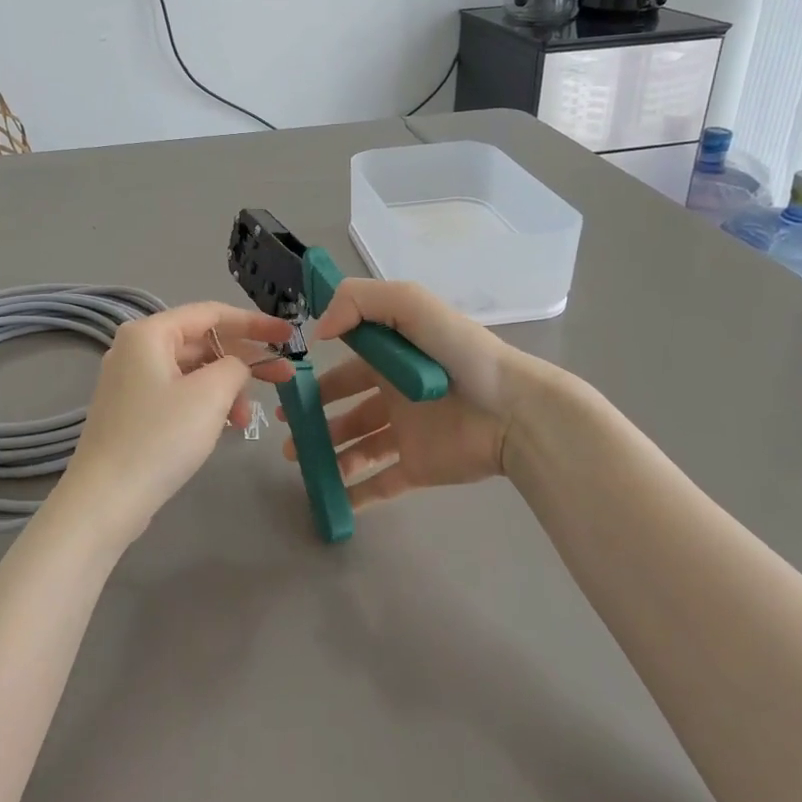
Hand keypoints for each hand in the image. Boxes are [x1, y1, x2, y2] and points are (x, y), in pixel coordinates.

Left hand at [52, 301, 295, 549]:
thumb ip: (235, 366)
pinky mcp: (133, 411)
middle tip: (284, 376)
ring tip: (247, 420)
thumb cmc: (160, 438)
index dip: (255, 322)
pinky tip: (224, 427)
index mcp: (149, 333)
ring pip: (193, 371)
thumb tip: (236, 367)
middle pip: (203, 342)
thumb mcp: (210, 394)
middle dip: (245, 359)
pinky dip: (206, 404)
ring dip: (226, 389)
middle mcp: (136, 349)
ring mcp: (131, 381)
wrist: (106, 500)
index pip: (212, 313)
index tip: (289, 335)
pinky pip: (179, 393)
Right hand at [280, 279, 522, 509]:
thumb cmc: (459, 354)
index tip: (289, 394)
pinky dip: (358, 494)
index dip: (317, 381)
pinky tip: (333, 499)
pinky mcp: (419, 467)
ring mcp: (407, 434)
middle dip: (316, 422)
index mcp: (393, 359)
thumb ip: (360, 302)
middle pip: (347, 411)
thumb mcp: (411, 304)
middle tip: (289, 438)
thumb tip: (319, 331)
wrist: (512, 410)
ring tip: (305, 465)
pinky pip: (382, 484)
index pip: (347, 369)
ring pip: (359, 448)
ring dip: (330, 457)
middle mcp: (396, 396)